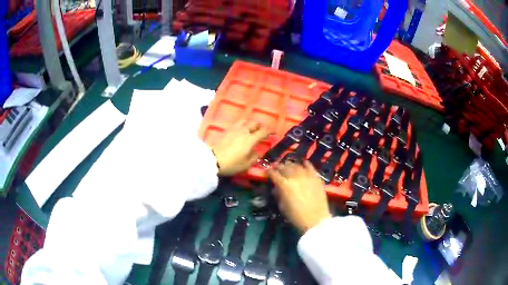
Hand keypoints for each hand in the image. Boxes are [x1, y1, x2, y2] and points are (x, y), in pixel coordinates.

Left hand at [210, 120, 270, 175]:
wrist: (213, 159)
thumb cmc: (232, 163)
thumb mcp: (246, 164)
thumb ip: (254, 157)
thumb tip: (257, 152)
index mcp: (251, 139)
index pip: (263, 131)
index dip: (270, 131)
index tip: (274, 132)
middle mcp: (244, 131)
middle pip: (255, 123)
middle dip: (261, 125)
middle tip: (263, 129)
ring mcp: (235, 129)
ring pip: (246, 121)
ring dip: (251, 123)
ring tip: (253, 127)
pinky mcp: (227, 130)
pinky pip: (238, 123)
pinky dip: (243, 124)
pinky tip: (242, 129)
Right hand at [268, 160, 331, 232]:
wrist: (316, 219)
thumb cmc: (296, 216)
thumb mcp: (282, 207)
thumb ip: (278, 195)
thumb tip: (276, 188)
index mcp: (284, 185)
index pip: (274, 174)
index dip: (269, 172)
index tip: (267, 172)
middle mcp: (294, 177)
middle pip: (284, 167)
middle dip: (279, 167)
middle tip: (276, 168)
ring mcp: (306, 176)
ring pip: (296, 165)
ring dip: (290, 165)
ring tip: (288, 166)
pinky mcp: (316, 177)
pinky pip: (310, 167)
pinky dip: (306, 164)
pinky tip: (304, 163)